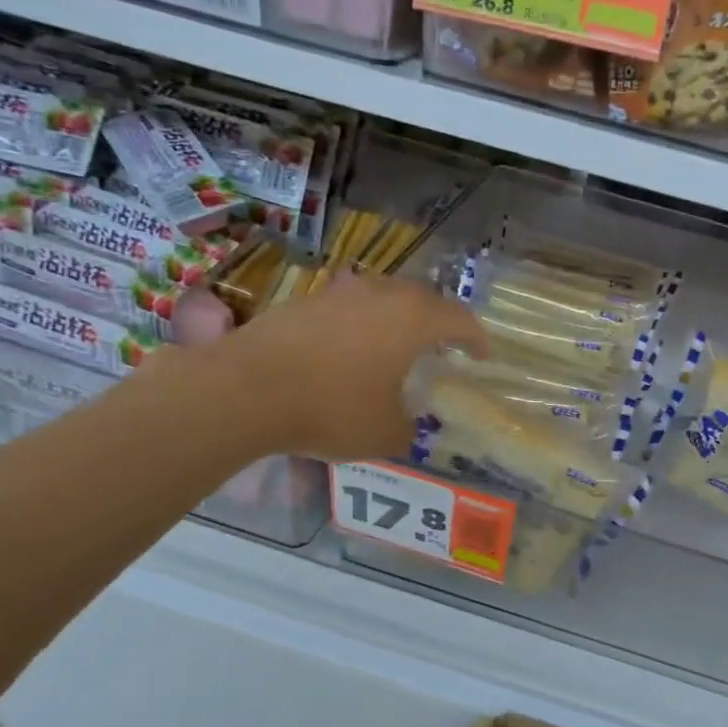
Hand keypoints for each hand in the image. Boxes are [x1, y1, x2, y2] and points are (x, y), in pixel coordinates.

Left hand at [206, 275, 485, 461]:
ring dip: (397, 320)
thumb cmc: (332, 409)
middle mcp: (381, 294)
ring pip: (383, 298)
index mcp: (414, 319)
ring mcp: (339, 292)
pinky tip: (349, 352)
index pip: (461, 320)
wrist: (246, 390)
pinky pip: (348, 308)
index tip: (481, 356)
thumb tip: (406, 422)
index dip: (476, 339)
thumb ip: (408, 427)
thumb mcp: (385, 434)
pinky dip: (360, 326)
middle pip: (423, 300)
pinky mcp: (304, 300)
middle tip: (441, 348)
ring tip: (395, 348)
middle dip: (438, 323)